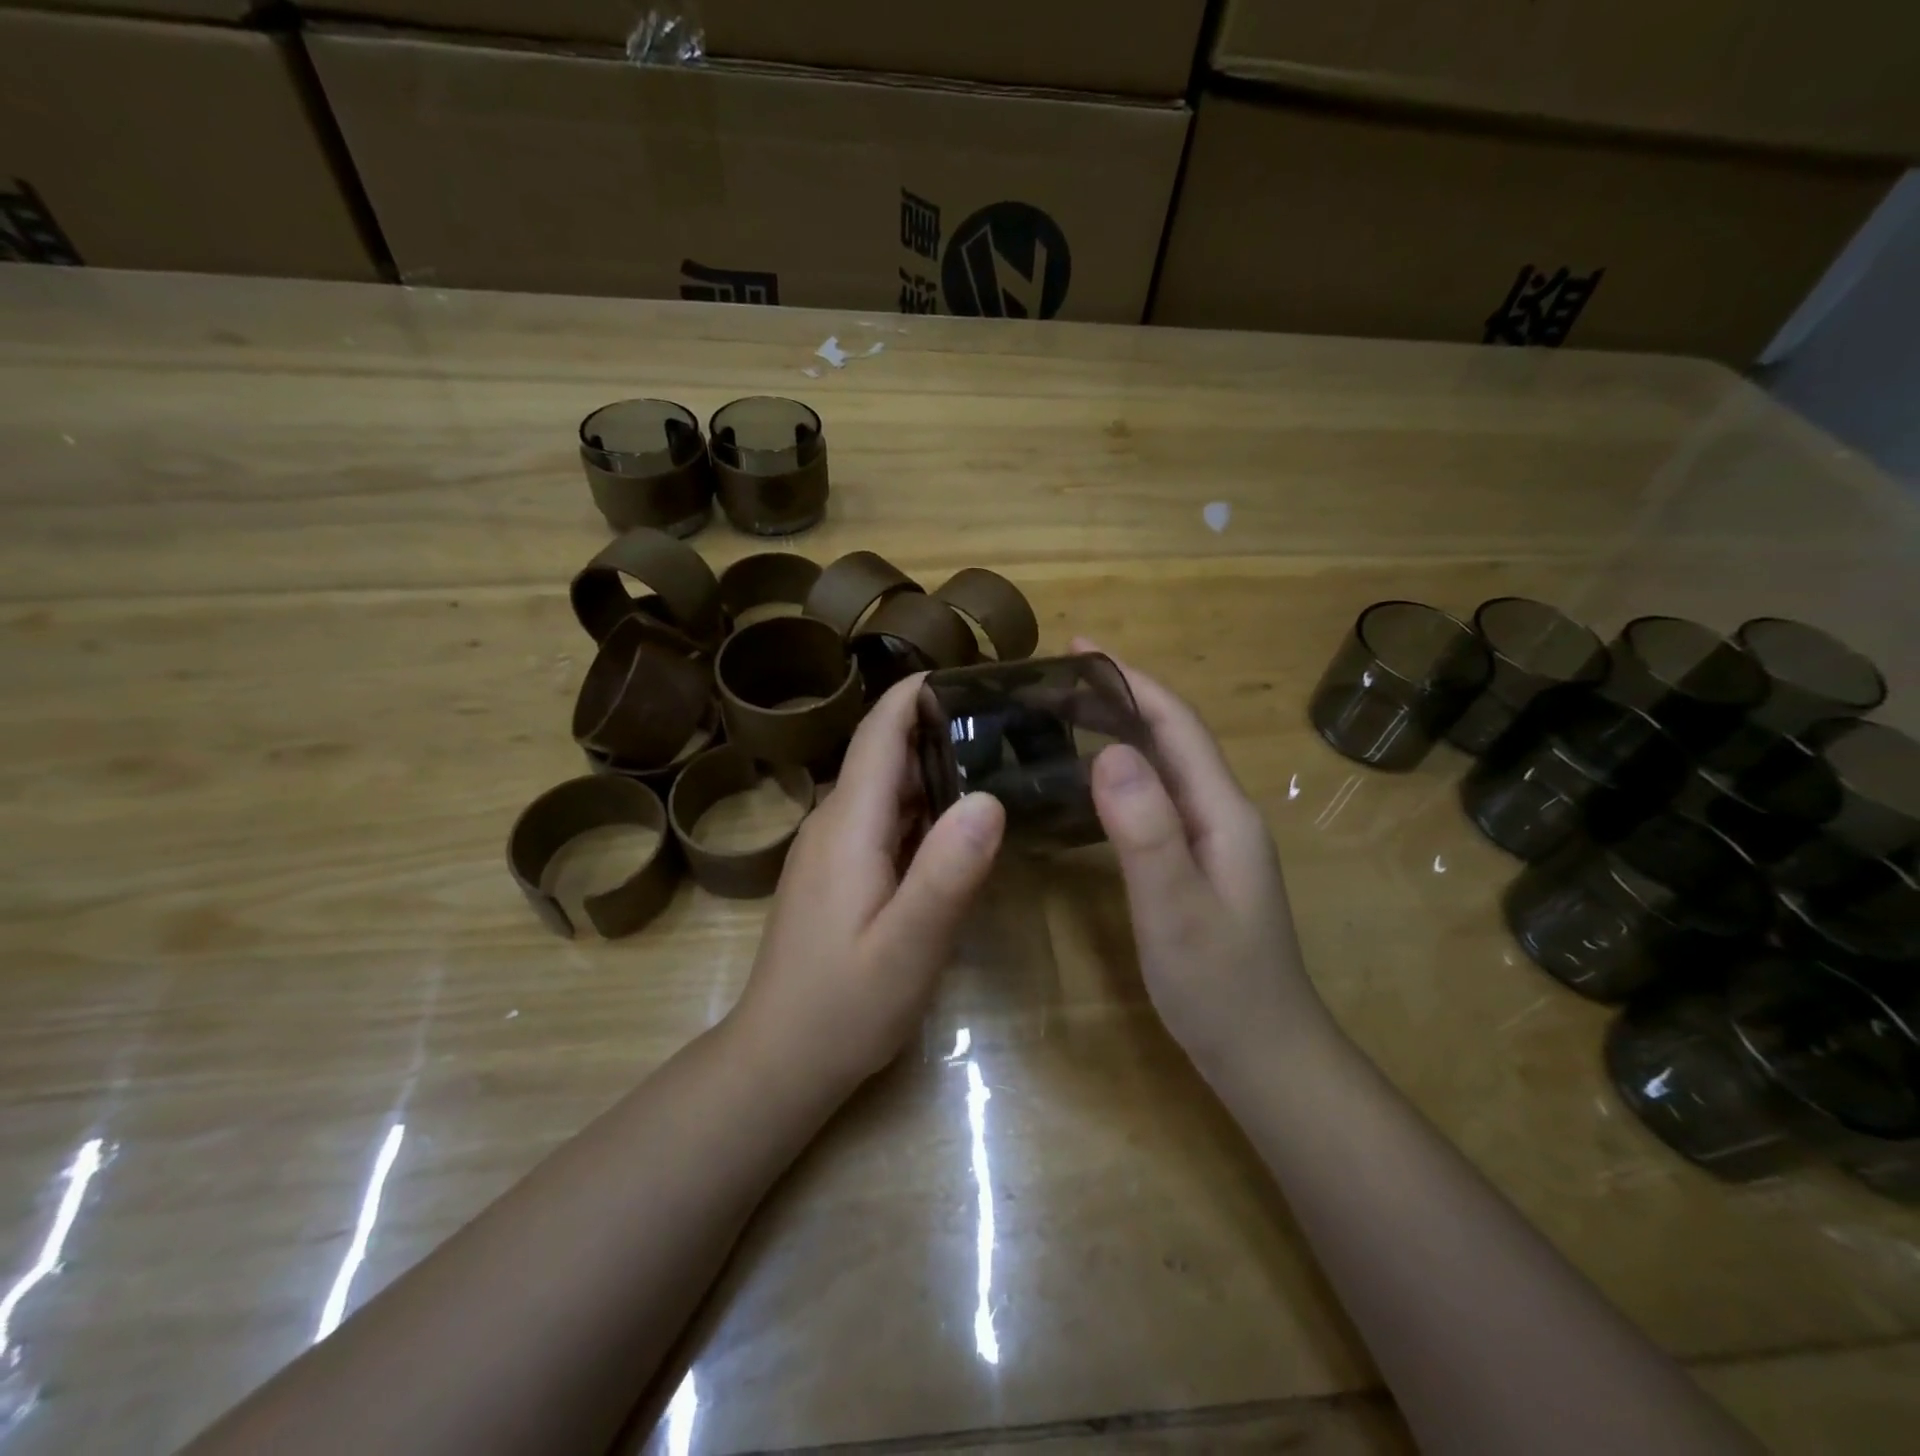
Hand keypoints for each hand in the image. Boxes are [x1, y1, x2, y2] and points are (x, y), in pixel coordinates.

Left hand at [730, 673, 1005, 1093]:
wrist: (780, 1059)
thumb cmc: (844, 1007)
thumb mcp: (908, 948)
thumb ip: (946, 873)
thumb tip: (989, 797)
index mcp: (848, 826)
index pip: (879, 734)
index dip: (916, 694)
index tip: (972, 671)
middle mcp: (834, 823)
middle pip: (883, 753)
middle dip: (936, 724)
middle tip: (1006, 715)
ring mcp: (831, 849)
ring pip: (884, 786)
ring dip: (931, 763)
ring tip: (994, 753)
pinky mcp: (837, 872)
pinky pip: (881, 819)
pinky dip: (920, 804)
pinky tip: (957, 819)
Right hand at [1075, 638, 1327, 1076]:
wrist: (1266, 1057)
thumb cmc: (1220, 987)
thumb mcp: (1176, 909)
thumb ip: (1146, 831)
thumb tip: (1110, 750)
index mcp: (1222, 811)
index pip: (1176, 725)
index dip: (1131, 680)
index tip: (1080, 647)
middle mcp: (1222, 814)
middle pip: (1171, 737)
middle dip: (1121, 696)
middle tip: (1057, 680)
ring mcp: (1213, 841)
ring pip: (1164, 767)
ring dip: (1121, 731)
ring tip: (1065, 716)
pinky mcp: (1198, 865)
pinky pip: (1157, 800)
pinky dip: (1123, 774)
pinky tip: (1092, 784)